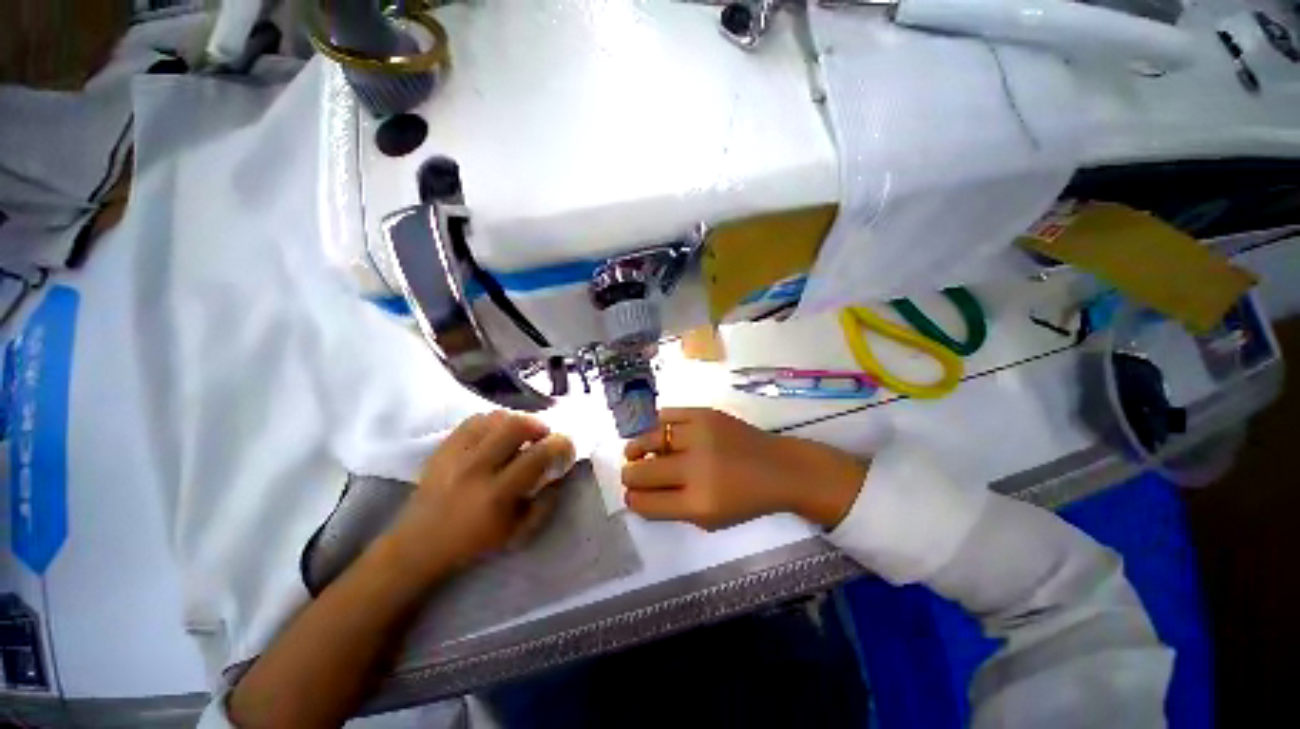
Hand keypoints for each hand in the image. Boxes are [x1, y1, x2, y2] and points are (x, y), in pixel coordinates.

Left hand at [380, 411, 575, 582]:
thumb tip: (559, 474)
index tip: (566, 447)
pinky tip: (497, 434)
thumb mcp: (517, 533)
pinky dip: (493, 421)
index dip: (561, 445)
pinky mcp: (443, 447)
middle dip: (539, 425)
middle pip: (516, 425)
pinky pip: (475, 420)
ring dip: (517, 421)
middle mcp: (476, 468)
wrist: (418, 544)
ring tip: (520, 435)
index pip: (539, 455)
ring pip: (496, 417)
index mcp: (497, 494)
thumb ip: (545, 504)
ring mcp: (456, 454)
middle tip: (542, 437)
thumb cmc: (473, 543)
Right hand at [621, 408, 867, 530]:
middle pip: (641, 472)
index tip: (630, 495)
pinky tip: (658, 432)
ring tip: (633, 451)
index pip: (647, 502)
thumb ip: (672, 509)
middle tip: (629, 472)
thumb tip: (639, 495)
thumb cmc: (745, 499)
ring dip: (636, 447)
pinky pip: (668, 415)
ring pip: (650, 439)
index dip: (632, 499)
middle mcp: (695, 468)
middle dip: (629, 475)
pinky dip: (657, 425)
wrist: (778, 467)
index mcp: (697, 503)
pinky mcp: (705, 414)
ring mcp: (700, 436)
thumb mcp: (709, 520)